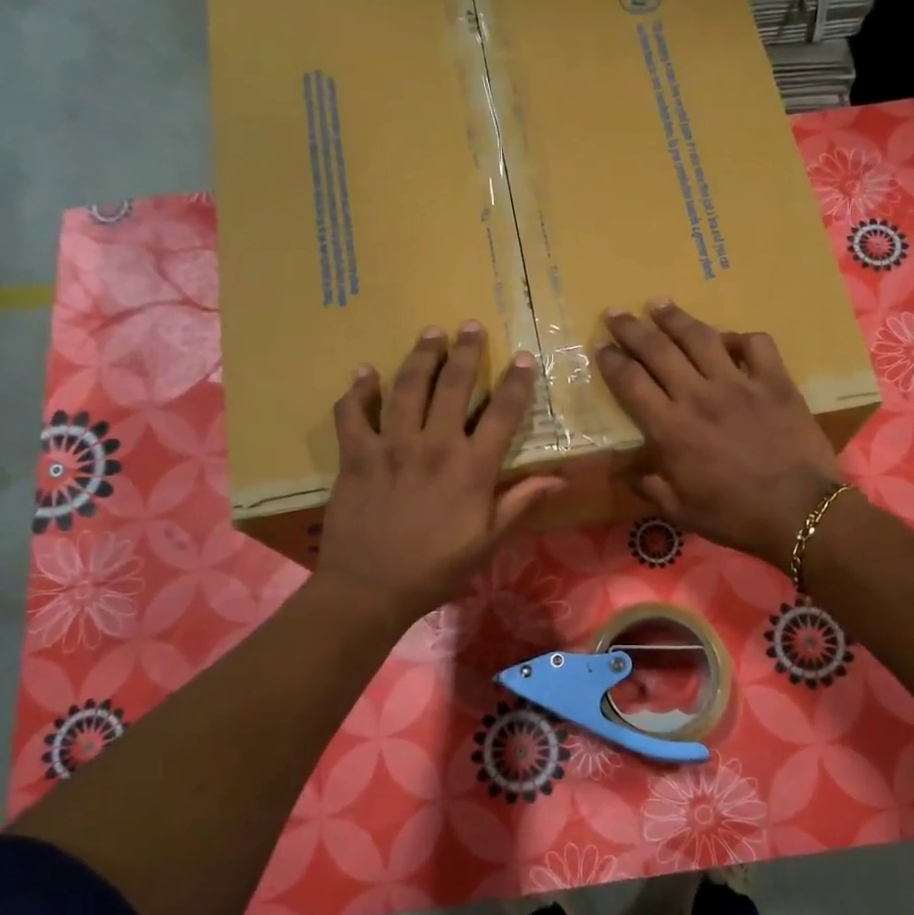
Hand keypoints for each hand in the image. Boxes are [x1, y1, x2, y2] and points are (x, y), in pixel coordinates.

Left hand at [314, 323, 563, 629]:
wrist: (370, 589)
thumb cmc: (436, 569)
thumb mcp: (488, 541)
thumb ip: (521, 503)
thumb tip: (560, 478)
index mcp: (472, 468)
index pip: (502, 414)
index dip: (515, 383)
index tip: (522, 358)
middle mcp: (434, 446)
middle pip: (453, 386)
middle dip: (465, 352)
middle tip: (469, 325)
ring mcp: (391, 446)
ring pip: (407, 388)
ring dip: (421, 357)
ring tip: (430, 333)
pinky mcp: (356, 455)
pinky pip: (353, 413)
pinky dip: (358, 391)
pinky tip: (366, 373)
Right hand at [597, 301, 842, 565]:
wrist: (799, 513)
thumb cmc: (734, 516)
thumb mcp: (680, 512)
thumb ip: (649, 487)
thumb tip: (625, 473)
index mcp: (670, 429)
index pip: (631, 382)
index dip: (611, 360)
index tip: (600, 346)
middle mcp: (698, 396)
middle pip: (657, 349)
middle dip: (631, 328)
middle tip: (615, 312)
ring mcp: (739, 384)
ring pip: (700, 337)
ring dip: (675, 317)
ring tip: (658, 304)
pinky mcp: (775, 382)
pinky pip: (755, 344)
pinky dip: (738, 337)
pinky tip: (727, 338)